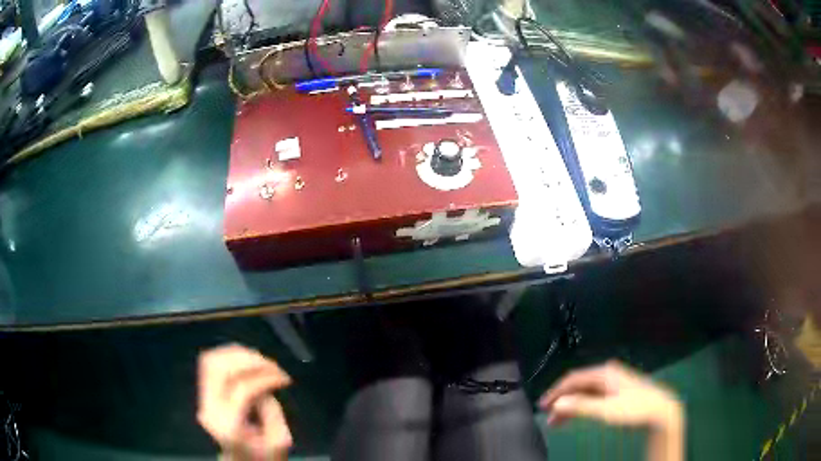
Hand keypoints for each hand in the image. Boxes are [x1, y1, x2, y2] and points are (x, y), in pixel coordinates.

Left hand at [197, 344, 292, 460]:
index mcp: (229, 426)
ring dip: (238, 355)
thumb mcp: (280, 440)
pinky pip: (211, 363)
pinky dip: (229, 356)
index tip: (285, 378)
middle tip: (272, 365)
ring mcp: (203, 399)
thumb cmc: (264, 455)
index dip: (265, 378)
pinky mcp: (204, 392)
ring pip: (212, 361)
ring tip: (261, 361)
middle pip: (220, 368)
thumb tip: (265, 382)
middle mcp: (210, 409)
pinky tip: (247, 361)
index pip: (242, 389)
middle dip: (249, 360)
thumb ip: (273, 409)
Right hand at [539, 361, 683, 460]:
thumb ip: (581, 406)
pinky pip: (593, 397)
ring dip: (570, 405)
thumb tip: (558, 403)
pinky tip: (577, 415)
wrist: (660, 411)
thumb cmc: (635, 409)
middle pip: (578, 385)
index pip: (573, 379)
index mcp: (604, 373)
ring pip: (585, 392)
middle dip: (562, 400)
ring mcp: (613, 382)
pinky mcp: (617, 392)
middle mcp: (607, 374)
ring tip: (558, 421)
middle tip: (548, 416)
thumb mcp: (606, 410)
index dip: (556, 392)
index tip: (543, 406)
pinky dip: (582, 406)